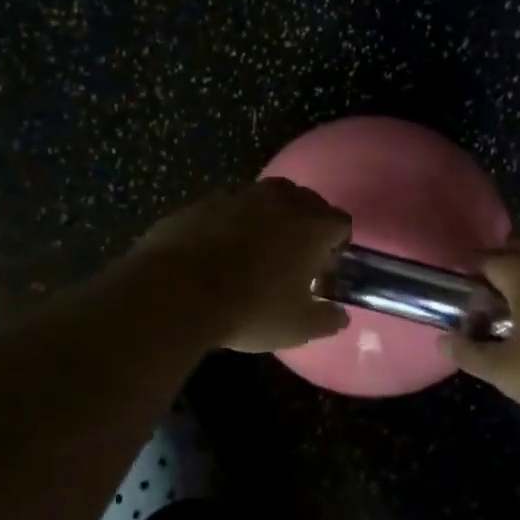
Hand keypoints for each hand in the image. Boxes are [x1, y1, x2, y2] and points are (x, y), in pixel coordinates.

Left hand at [131, 179, 352, 351]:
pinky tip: (217, 251)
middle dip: (304, 228)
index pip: (341, 225)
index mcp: (313, 224)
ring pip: (267, 200)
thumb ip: (327, 319)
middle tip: (290, 262)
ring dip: (268, 220)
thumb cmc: (251, 308)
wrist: (178, 290)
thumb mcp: (298, 327)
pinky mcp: (206, 198)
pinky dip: (231, 222)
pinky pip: (231, 206)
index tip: (320, 272)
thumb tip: (339, 316)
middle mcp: (283, 198)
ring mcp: (242, 192)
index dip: (335, 248)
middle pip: (306, 204)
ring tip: (252, 254)